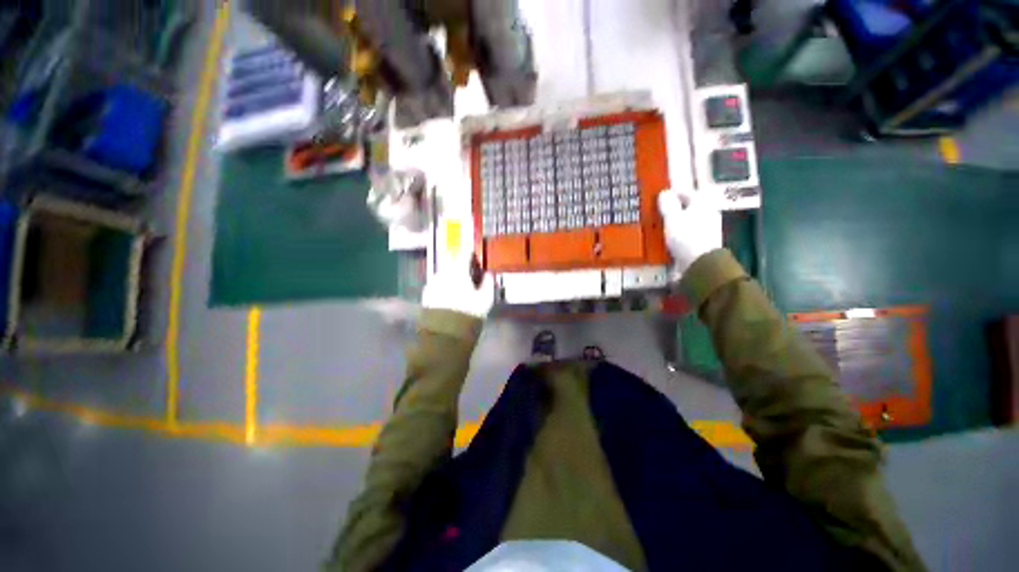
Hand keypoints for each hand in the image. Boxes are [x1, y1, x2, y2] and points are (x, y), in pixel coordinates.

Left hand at [422, 256, 495, 318]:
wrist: (444, 336)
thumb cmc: (469, 314)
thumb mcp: (485, 300)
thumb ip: (488, 283)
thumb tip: (489, 273)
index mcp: (458, 271)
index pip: (465, 255)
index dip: (471, 253)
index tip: (475, 254)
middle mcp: (443, 273)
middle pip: (452, 263)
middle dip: (460, 266)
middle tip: (468, 273)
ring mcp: (432, 284)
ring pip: (443, 274)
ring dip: (451, 276)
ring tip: (458, 286)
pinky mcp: (425, 295)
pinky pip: (437, 285)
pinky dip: (443, 286)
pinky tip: (448, 295)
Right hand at [657, 190, 722, 272]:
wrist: (700, 263)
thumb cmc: (686, 236)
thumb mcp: (672, 218)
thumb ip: (668, 205)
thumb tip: (665, 192)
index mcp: (702, 204)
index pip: (688, 193)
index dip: (675, 192)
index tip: (662, 194)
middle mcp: (708, 214)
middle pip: (690, 208)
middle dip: (676, 208)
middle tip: (660, 210)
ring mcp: (707, 230)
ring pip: (689, 222)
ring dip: (677, 222)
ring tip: (662, 226)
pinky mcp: (703, 245)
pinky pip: (687, 235)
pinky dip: (679, 235)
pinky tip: (669, 240)